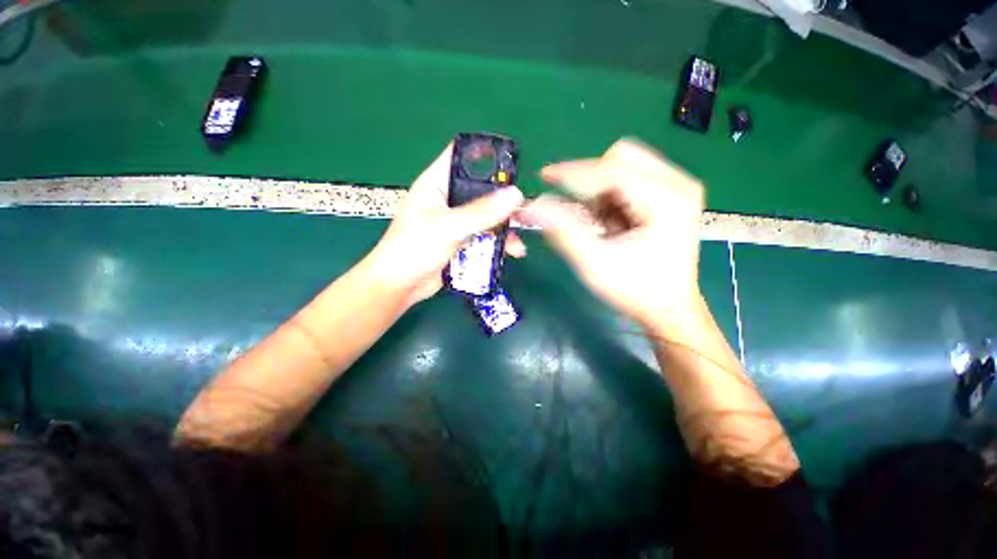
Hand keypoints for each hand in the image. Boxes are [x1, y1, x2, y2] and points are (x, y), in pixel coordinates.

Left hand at [367, 143, 525, 306]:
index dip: (485, 155)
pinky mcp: (461, 240)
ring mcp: (455, 221)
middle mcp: (448, 199)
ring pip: (486, 216)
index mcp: (437, 183)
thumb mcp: (449, 227)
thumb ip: (482, 212)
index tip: (512, 163)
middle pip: (481, 191)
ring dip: (504, 228)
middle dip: (503, 201)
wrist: (400, 285)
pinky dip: (498, 242)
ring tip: (519, 242)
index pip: (461, 157)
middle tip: (525, 211)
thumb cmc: (415, 247)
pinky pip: (484, 236)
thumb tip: (516, 194)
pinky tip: (512, 252)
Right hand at [518, 139, 704, 328]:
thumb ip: (563, 231)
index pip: (611, 169)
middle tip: (579, 213)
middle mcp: (677, 184)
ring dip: (600, 194)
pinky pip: (627, 181)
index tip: (543, 176)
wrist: (668, 308)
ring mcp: (676, 187)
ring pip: (622, 168)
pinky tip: (611, 225)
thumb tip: (534, 205)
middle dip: (591, 183)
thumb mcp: (594, 264)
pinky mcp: (669, 195)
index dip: (573, 172)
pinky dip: (609, 200)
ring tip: (601, 227)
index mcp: (667, 200)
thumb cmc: (635, 290)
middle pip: (621, 158)